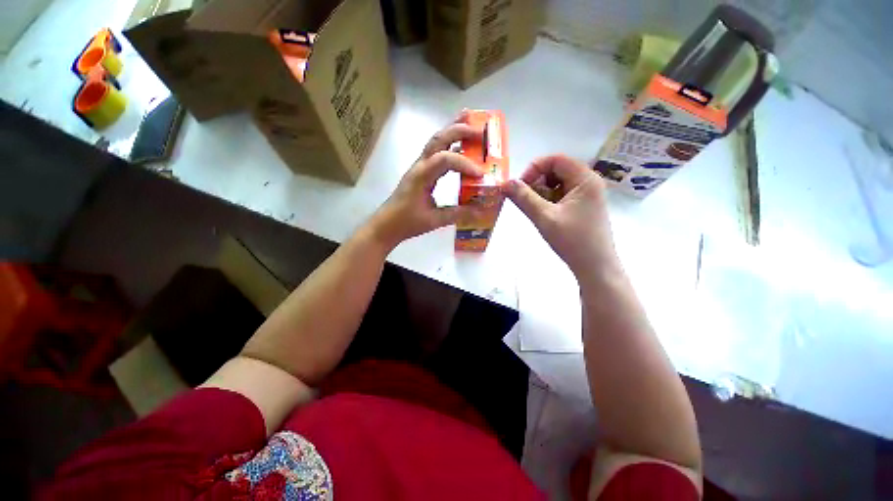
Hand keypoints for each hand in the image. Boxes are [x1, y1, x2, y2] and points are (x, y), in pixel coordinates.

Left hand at [370, 114, 483, 248]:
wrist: (387, 224)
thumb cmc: (407, 222)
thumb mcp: (434, 220)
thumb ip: (457, 214)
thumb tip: (480, 212)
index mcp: (422, 176)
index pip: (445, 160)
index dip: (464, 164)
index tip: (481, 174)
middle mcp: (420, 166)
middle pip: (438, 139)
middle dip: (460, 130)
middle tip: (480, 130)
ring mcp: (420, 166)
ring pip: (436, 141)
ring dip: (453, 130)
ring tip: (470, 119)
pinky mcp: (421, 171)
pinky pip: (436, 152)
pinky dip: (449, 143)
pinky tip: (460, 144)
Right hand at [503, 155, 618, 275]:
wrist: (595, 267)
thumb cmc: (572, 241)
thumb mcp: (544, 218)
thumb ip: (524, 198)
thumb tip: (506, 183)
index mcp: (585, 179)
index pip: (556, 159)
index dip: (534, 168)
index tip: (521, 186)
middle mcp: (589, 182)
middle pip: (557, 170)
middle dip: (537, 182)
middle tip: (525, 199)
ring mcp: (587, 195)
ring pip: (558, 183)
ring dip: (542, 192)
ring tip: (535, 210)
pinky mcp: (583, 207)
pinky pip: (562, 195)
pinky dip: (549, 201)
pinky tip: (544, 215)